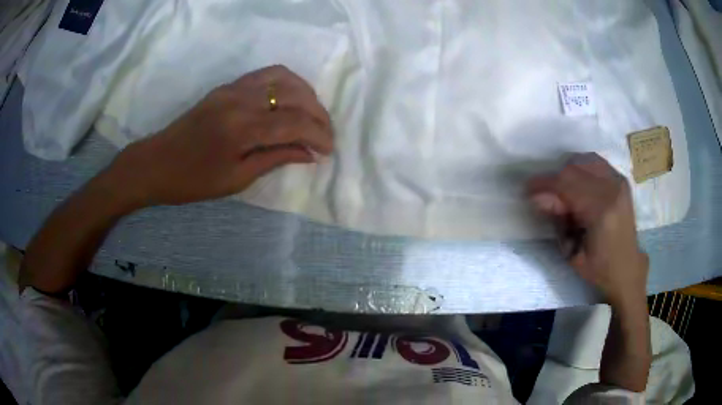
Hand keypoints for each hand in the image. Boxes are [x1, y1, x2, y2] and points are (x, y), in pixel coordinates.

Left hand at [103, 65, 333, 208]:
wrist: (156, 162)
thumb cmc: (193, 181)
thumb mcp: (236, 180)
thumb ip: (275, 160)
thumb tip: (309, 154)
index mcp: (242, 129)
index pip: (294, 123)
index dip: (318, 135)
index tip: (328, 151)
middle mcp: (241, 100)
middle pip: (294, 96)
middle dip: (318, 114)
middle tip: (326, 135)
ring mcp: (233, 88)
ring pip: (283, 78)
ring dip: (306, 94)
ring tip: (313, 114)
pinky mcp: (227, 86)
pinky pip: (265, 74)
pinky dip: (287, 83)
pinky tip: (291, 99)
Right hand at [527, 153, 648, 305]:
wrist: (627, 267)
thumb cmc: (599, 268)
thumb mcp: (573, 253)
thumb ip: (557, 221)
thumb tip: (538, 197)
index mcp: (602, 212)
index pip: (567, 185)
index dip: (544, 184)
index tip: (527, 189)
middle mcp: (613, 189)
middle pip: (574, 169)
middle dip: (554, 180)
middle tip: (545, 197)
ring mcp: (619, 181)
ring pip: (584, 160)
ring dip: (567, 172)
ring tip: (562, 191)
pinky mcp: (621, 180)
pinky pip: (595, 162)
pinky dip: (581, 168)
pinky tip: (577, 184)